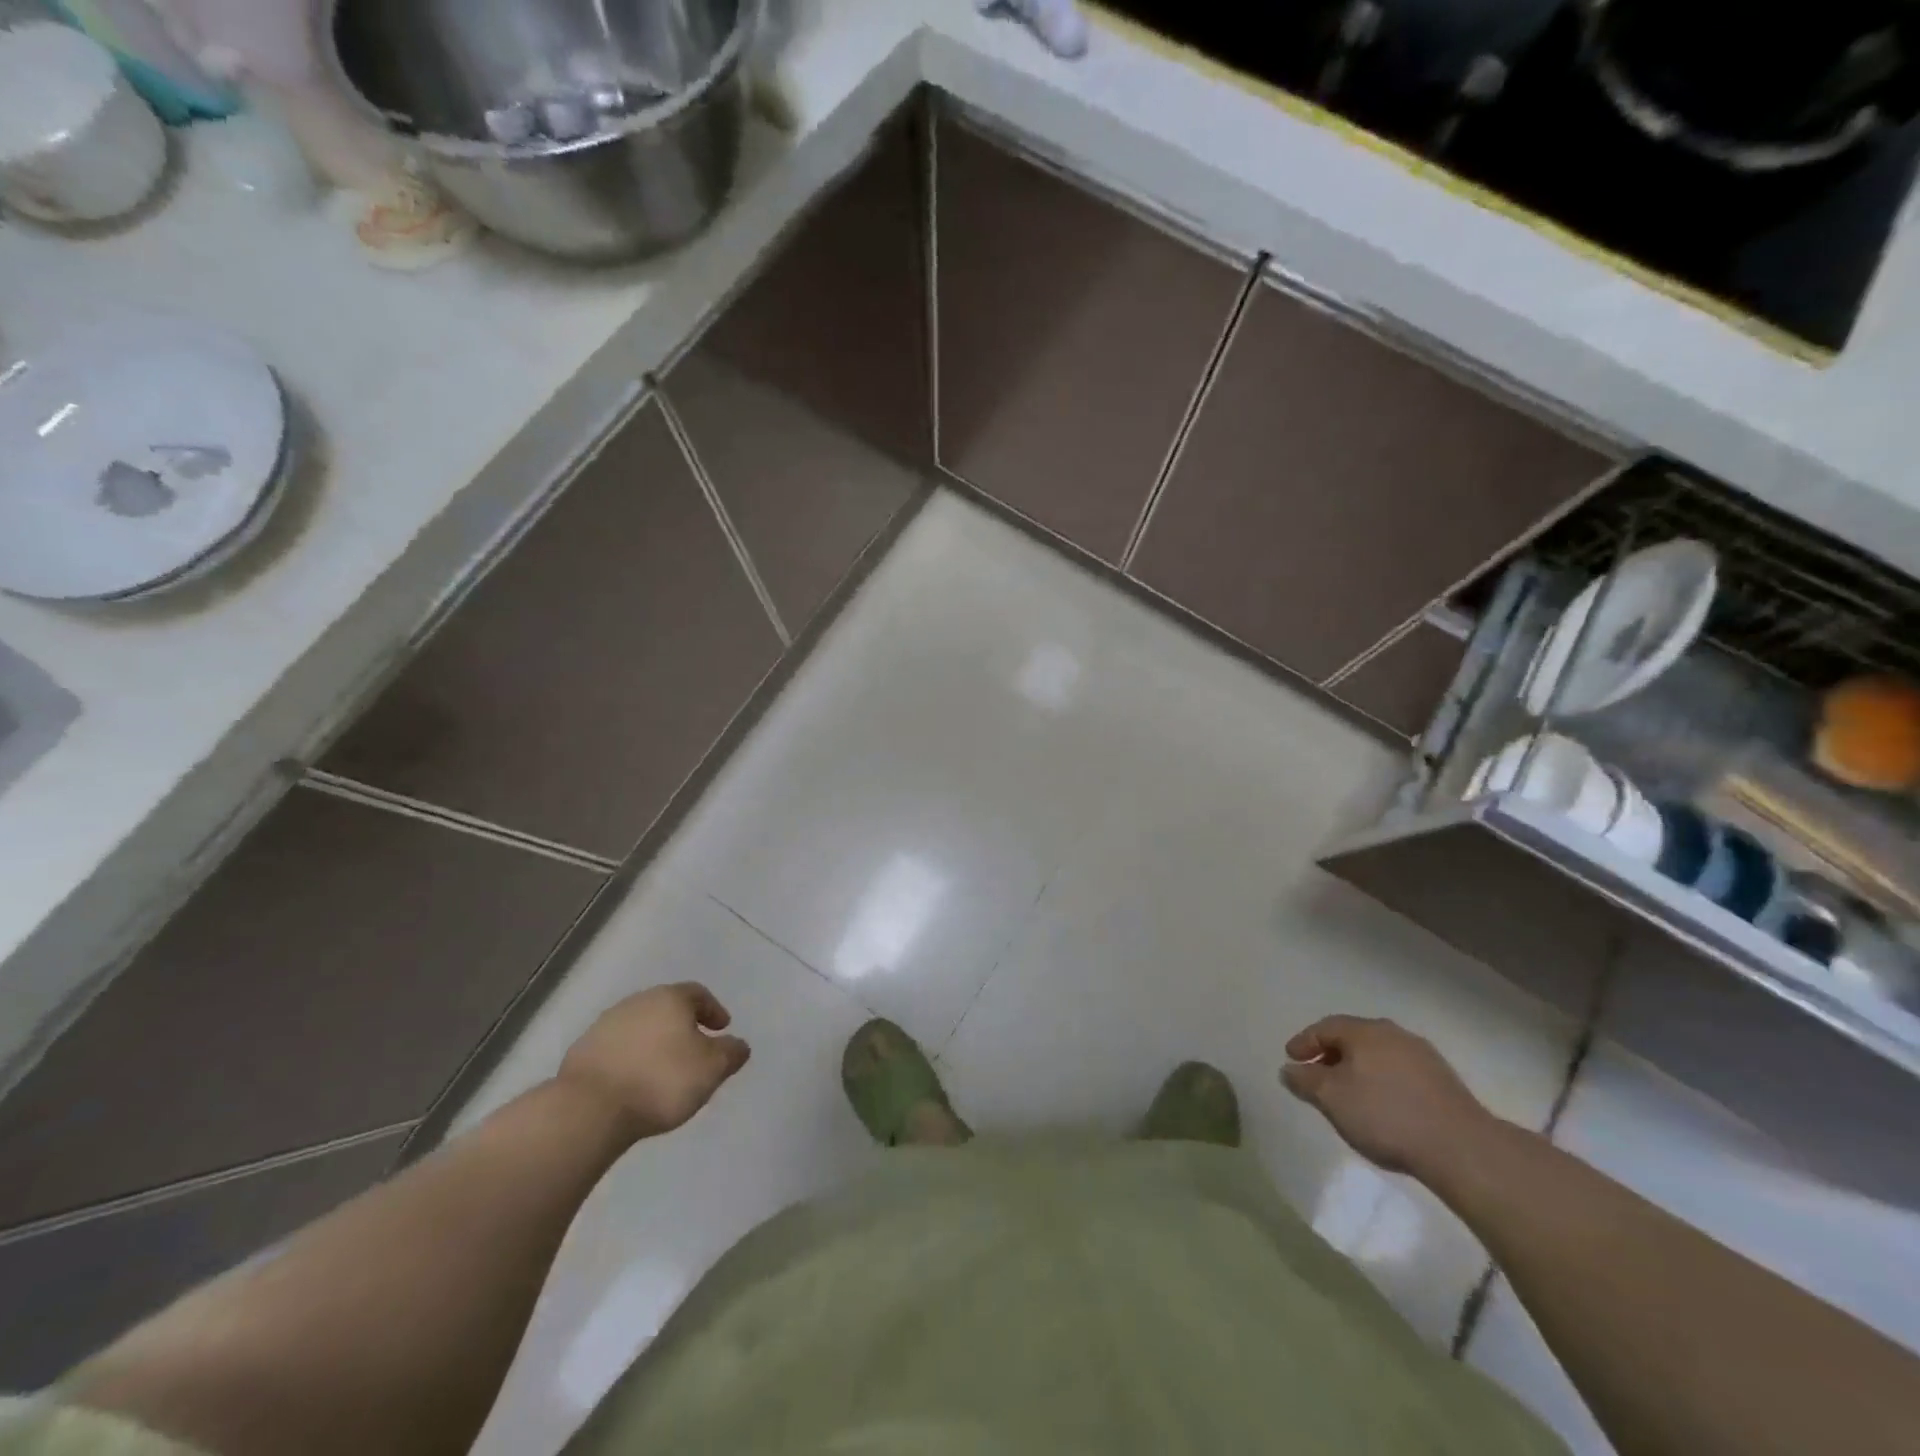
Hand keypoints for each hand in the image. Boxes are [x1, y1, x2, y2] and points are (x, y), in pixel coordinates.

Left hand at [557, 983, 750, 1141]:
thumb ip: (731, 1053)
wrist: (589, 1109)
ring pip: (640, 1027)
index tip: (722, 1029)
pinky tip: (634, 1081)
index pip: (698, 994)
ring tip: (663, 1069)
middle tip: (695, 1048)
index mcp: (670, 998)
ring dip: (654, 1042)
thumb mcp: (711, 1069)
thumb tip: (739, 1045)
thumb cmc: (661, 1080)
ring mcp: (605, 1025)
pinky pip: (616, 1049)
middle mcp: (637, 1002)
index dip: (713, 1010)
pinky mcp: (582, 1051)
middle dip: (683, 1025)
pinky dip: (630, 1058)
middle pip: (667, 1007)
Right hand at [1281, 1015, 1492, 1175]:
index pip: (1325, 1027)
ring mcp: (1423, 1055)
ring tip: (1349, 1092)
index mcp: (1365, 1031)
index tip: (1291, 1059)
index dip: (1304, 1042)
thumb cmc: (1385, 1115)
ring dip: (1359, 1068)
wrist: (1461, 1148)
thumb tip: (1288, 1069)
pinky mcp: (1444, 1081)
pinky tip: (1383, 1104)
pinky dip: (1383, 1080)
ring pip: (1379, 1054)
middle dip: (1331, 1054)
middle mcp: (1393, 1033)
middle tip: (1317, 1074)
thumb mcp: (1331, 1099)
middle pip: (1353, 1038)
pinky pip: (1400, 1071)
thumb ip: (1305, 1081)